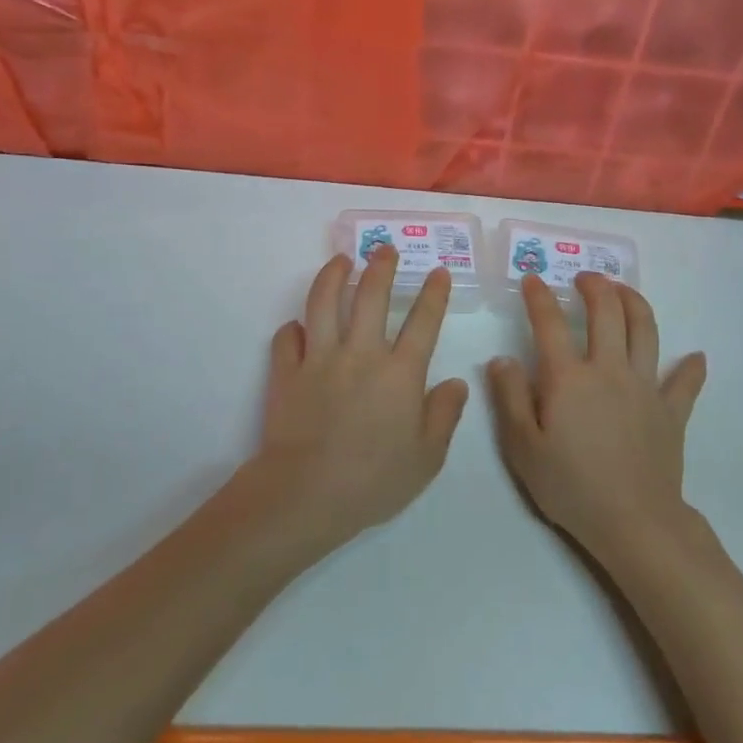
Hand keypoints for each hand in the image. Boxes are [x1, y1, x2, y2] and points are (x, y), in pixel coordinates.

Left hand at [246, 248, 468, 561]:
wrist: (306, 494)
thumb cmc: (374, 480)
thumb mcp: (427, 457)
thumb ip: (445, 415)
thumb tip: (456, 383)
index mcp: (400, 373)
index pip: (423, 322)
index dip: (433, 293)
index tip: (438, 271)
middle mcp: (361, 354)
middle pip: (371, 296)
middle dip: (381, 267)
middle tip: (385, 248)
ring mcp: (320, 360)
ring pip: (324, 303)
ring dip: (333, 276)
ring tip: (340, 260)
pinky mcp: (287, 373)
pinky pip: (286, 339)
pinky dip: (292, 329)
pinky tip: (297, 326)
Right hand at [487, 273, 705, 564]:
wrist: (633, 521)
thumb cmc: (570, 486)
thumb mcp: (522, 447)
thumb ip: (510, 397)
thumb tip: (502, 358)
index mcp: (569, 377)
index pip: (550, 323)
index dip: (539, 296)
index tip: (532, 279)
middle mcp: (609, 370)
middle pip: (607, 312)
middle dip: (595, 286)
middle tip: (585, 278)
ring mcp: (645, 387)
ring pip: (645, 331)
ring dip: (635, 303)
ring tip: (624, 292)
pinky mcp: (671, 411)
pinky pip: (684, 383)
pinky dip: (691, 367)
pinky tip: (696, 357)